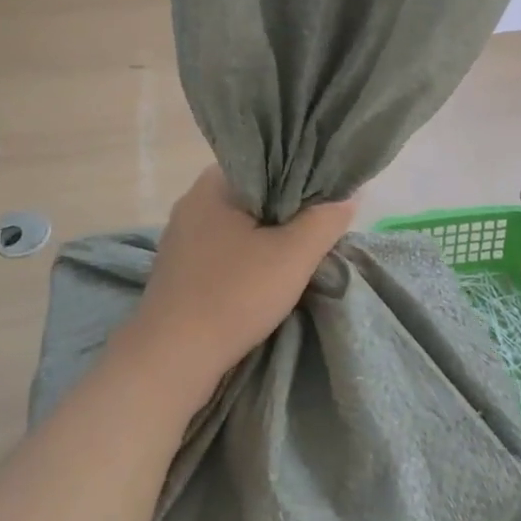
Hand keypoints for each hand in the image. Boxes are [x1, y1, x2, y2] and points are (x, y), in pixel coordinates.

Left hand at [124, 167, 356, 398]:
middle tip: (321, 224)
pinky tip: (266, 274)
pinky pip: (223, 248)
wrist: (170, 360)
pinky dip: (247, 255)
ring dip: (267, 236)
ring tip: (300, 250)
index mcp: (214, 182)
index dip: (301, 173)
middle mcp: (193, 200)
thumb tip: (350, 195)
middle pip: (254, 193)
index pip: (267, 160)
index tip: (327, 193)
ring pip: (239, 223)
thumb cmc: (233, 295)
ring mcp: (182, 235)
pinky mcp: (179, 267)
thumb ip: (325, 220)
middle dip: (287, 209)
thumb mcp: (293, 256)